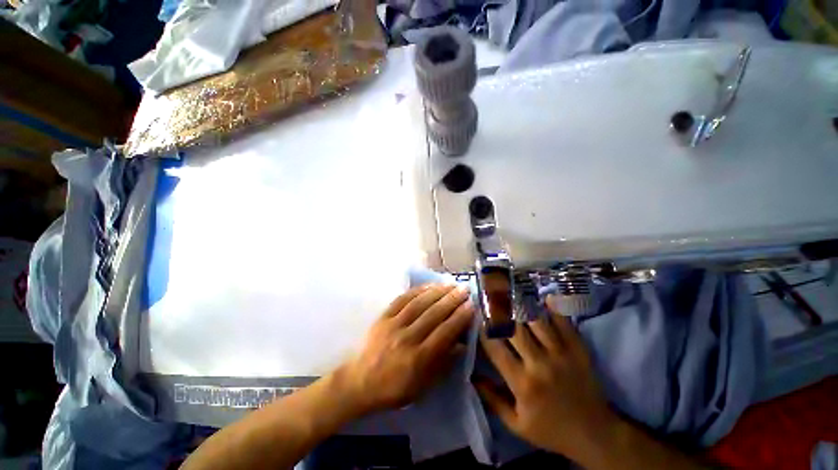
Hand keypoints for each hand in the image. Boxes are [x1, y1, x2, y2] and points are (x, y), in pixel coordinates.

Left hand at [337, 284, 473, 414]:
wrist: (360, 381)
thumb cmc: (395, 388)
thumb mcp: (423, 386)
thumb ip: (443, 363)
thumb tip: (462, 343)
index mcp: (419, 358)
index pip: (445, 332)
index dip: (460, 317)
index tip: (471, 305)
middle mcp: (407, 338)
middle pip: (434, 314)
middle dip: (452, 299)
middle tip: (464, 289)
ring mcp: (393, 325)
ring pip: (419, 303)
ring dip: (437, 291)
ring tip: (450, 284)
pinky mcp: (383, 317)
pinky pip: (402, 299)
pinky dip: (417, 290)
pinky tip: (429, 285)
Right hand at [475, 298, 616, 457]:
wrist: (595, 434)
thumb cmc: (551, 429)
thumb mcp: (517, 424)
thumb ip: (492, 399)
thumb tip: (471, 376)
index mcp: (522, 383)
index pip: (495, 348)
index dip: (484, 331)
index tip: (478, 319)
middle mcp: (539, 364)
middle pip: (513, 330)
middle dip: (499, 313)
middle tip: (490, 301)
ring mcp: (561, 355)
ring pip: (536, 322)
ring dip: (521, 308)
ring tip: (511, 295)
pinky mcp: (578, 350)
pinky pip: (564, 324)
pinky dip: (553, 309)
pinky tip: (544, 297)